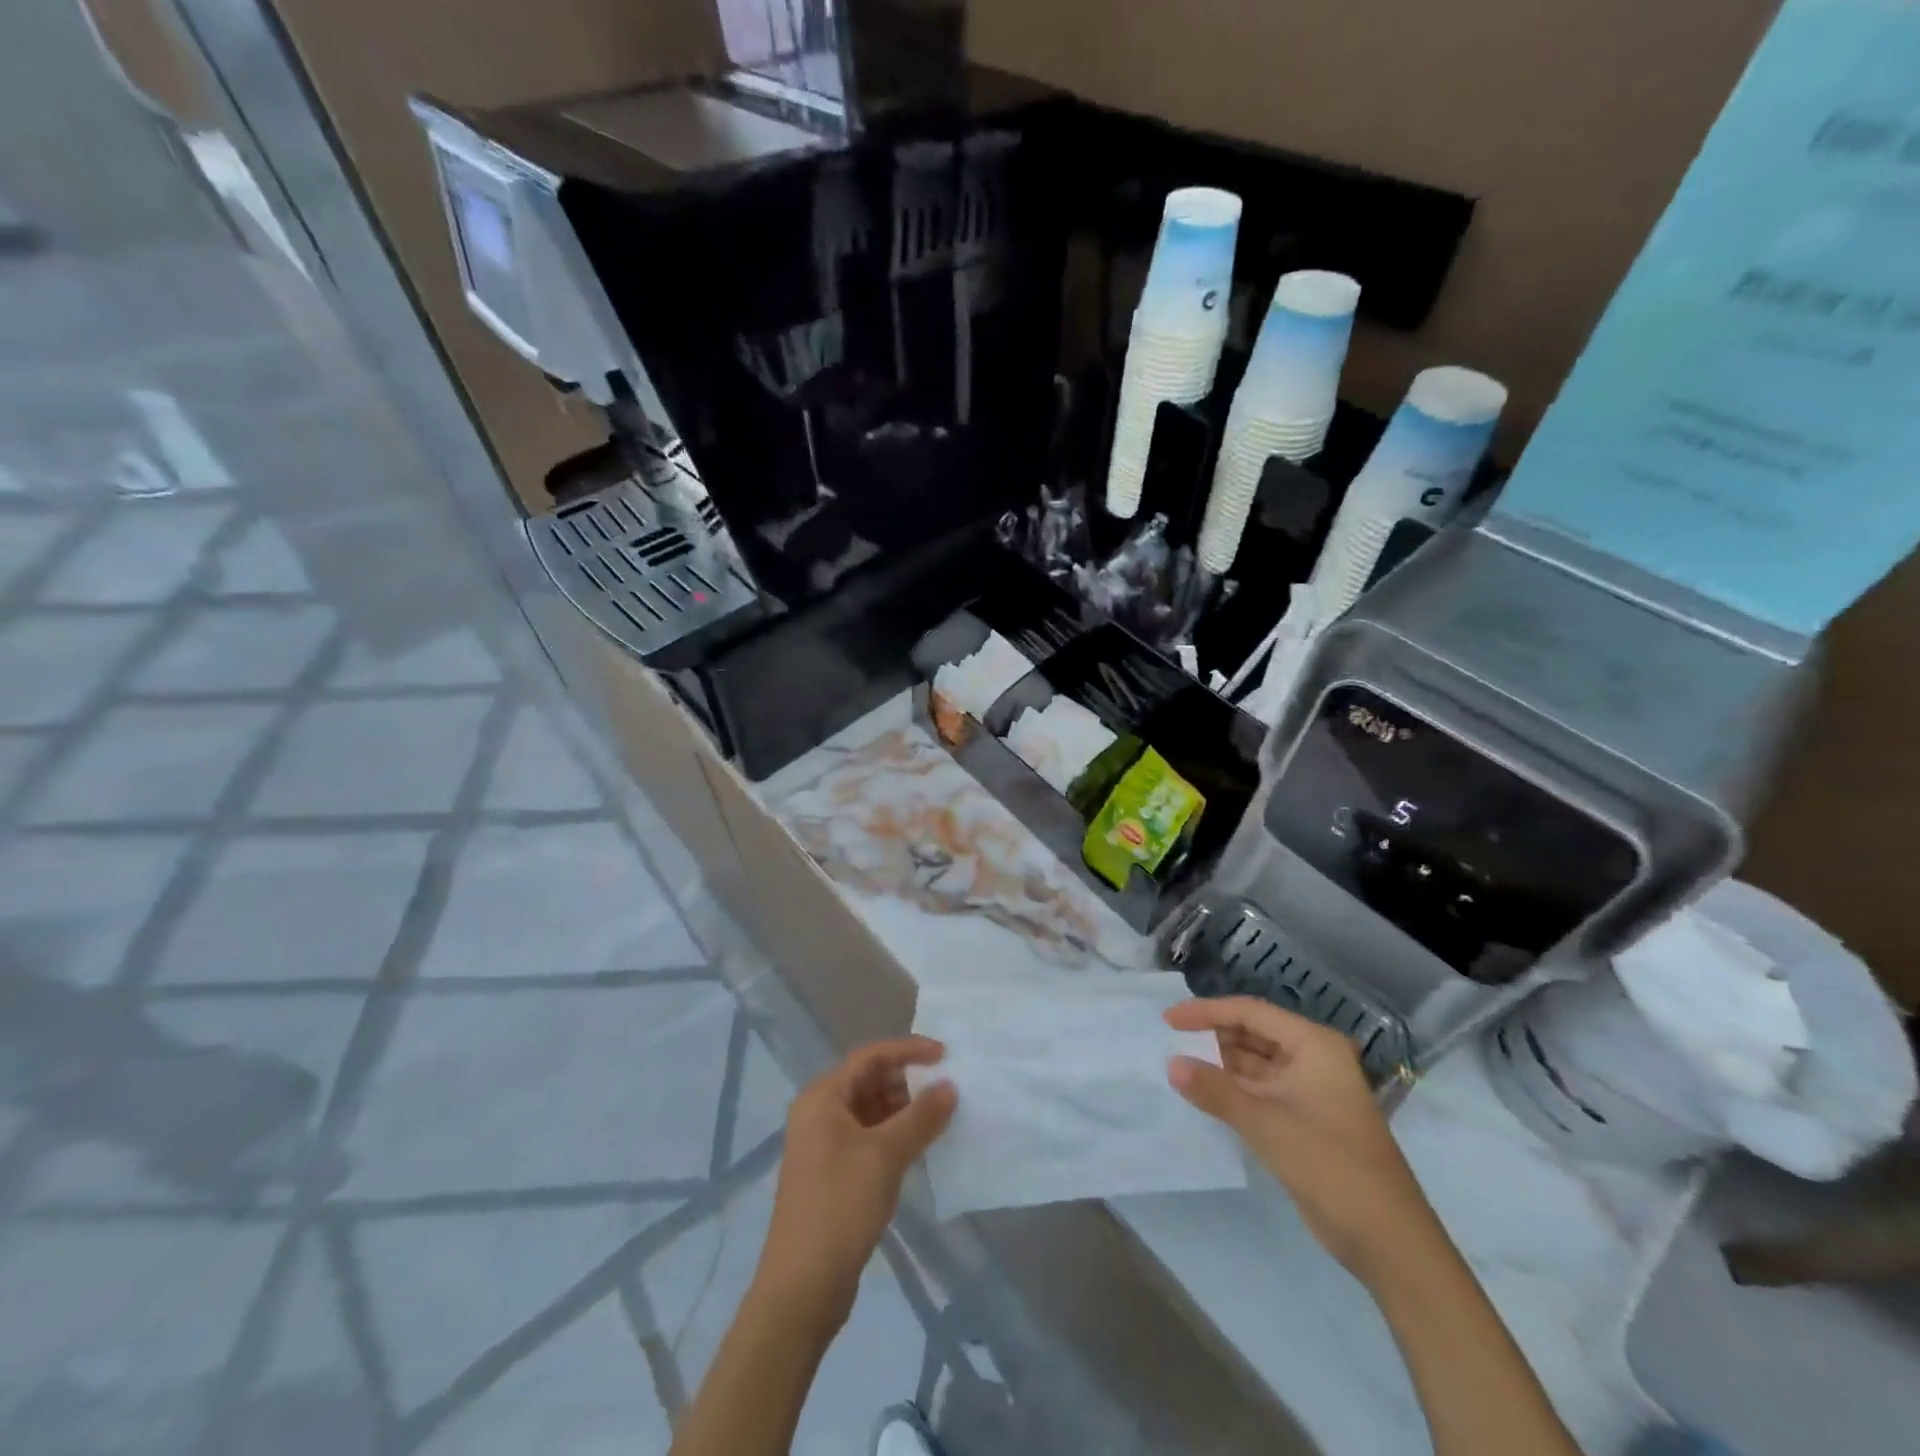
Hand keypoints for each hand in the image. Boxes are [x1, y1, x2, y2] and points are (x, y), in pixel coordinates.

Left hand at [755, 1036, 956, 1328]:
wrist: (802, 1287)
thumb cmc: (840, 1206)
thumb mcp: (886, 1155)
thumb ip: (921, 1117)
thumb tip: (950, 1087)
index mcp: (823, 1097)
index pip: (870, 1056)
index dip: (908, 1050)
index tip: (945, 1055)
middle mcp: (820, 1113)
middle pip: (870, 1081)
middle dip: (909, 1081)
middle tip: (948, 1088)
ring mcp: (825, 1145)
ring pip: (872, 1111)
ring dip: (905, 1110)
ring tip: (943, 1116)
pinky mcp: (834, 1173)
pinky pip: (870, 1138)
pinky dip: (896, 1135)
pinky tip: (922, 1146)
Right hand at [1165, 997, 1441, 1284]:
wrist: (1388, 1241)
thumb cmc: (1331, 1165)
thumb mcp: (1266, 1123)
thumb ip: (1215, 1090)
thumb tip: (1171, 1064)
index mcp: (1313, 1044)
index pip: (1250, 1012)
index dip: (1207, 1012)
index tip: (1168, 1021)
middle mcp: (1312, 1058)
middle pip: (1252, 1034)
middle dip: (1212, 1037)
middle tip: (1169, 1044)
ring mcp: (1309, 1090)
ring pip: (1254, 1064)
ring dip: (1219, 1065)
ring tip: (1178, 1067)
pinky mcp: (1303, 1119)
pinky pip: (1259, 1091)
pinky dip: (1232, 1091)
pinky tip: (1203, 1096)